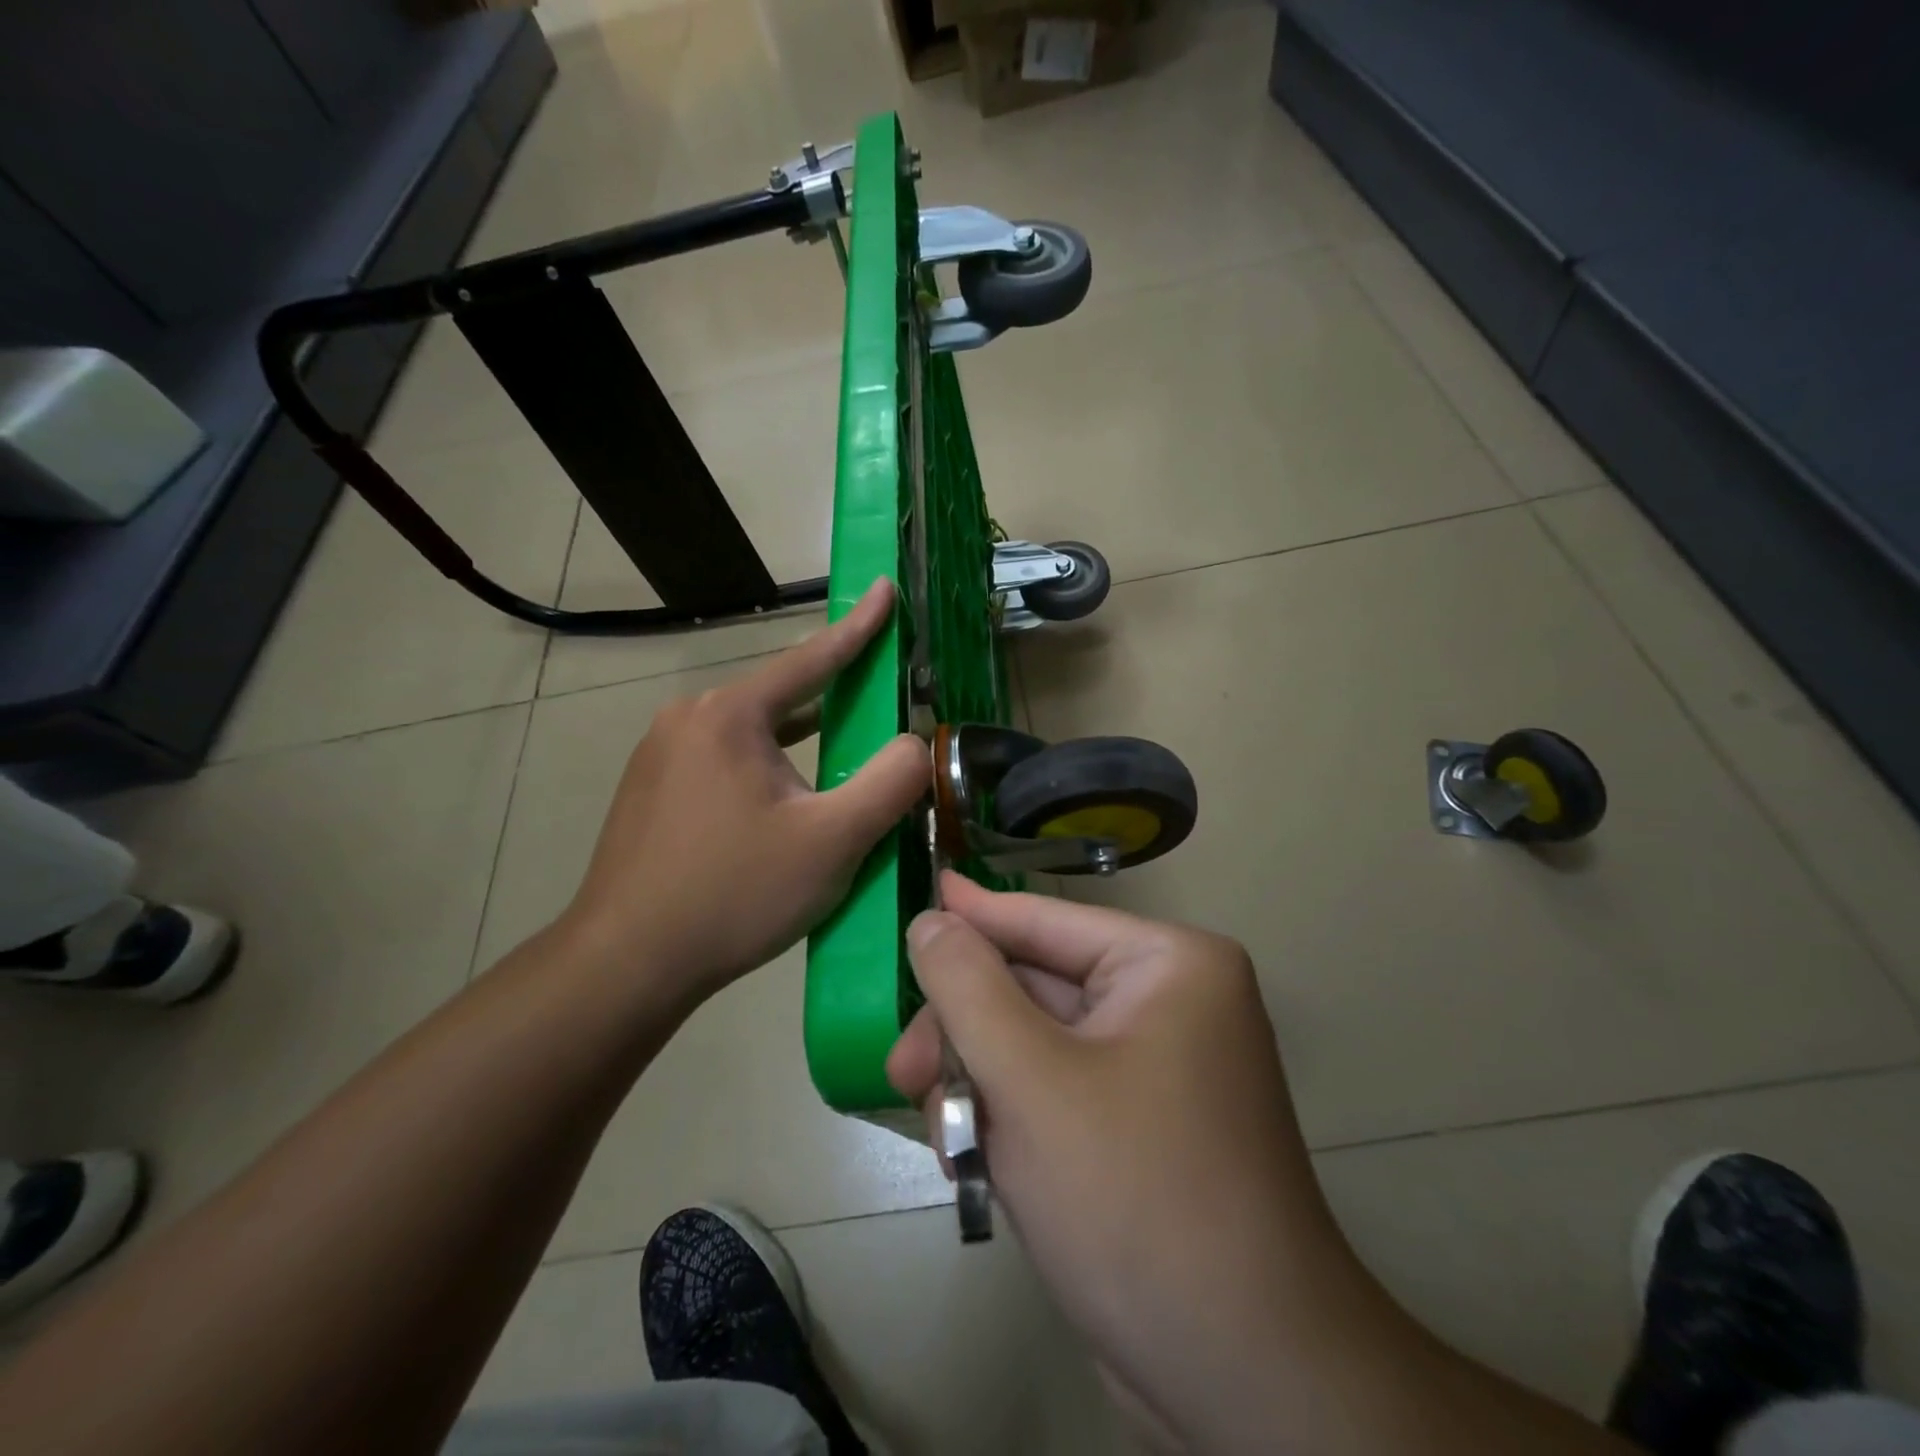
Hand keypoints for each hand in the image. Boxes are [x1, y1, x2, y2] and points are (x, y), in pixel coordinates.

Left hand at [559, 578, 927, 1004]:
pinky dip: (767, 766)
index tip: (885, 588)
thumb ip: (890, 782)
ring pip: (752, 733)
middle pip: (779, 697)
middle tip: (876, 698)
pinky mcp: (650, 791)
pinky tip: (783, 798)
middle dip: (831, 696)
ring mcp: (660, 754)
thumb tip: (914, 743)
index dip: (858, 626)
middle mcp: (689, 719)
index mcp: (730, 715)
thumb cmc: (734, 894)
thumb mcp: (832, 842)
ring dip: (799, 741)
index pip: (811, 659)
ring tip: (838, 750)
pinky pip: (725, 760)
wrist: (625, 963)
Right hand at [887, 875, 1376, 1451]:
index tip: (913, 899)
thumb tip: (931, 919)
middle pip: (1033, 988)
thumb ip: (967, 988)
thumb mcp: (1031, 1081)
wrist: (1243, 1384)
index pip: (1044, 921)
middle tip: (902, 1074)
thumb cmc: (1135, 1198)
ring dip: (980, 1085)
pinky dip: (1009, 1119)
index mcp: (1168, 964)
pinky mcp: (1138, 1126)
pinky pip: (1054, 1092)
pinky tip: (975, 1163)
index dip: (971, 915)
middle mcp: (1169, 1001)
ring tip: (943, 1140)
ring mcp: (1156, 1067)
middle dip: (965, 1033)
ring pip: (1034, 1045)